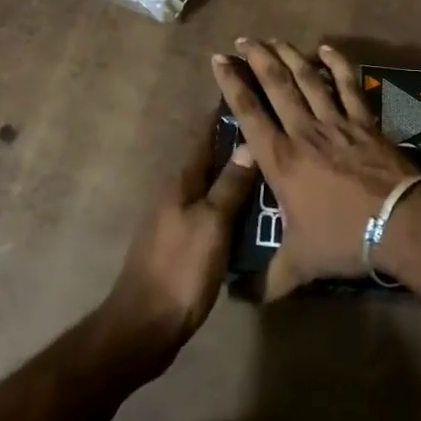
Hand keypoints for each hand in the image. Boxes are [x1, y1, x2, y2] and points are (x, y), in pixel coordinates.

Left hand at [99, 123, 256, 365]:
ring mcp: (179, 220)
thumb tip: (249, 144)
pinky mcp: (184, 246)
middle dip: (239, 148)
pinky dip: (234, 210)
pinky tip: (257, 218)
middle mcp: (178, 194)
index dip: (225, 117)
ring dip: (239, 181)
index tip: (249, 94)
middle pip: (212, 162)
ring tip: (276, 175)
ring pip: (215, 190)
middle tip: (277, 138)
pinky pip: (214, 216)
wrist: (144, 326)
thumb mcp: (212, 223)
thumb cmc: (180, 268)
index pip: (205, 137)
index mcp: (182, 181)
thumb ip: (230, 185)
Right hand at [211, 39, 420, 298]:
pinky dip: (337, 65)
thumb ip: (268, 279)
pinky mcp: (364, 122)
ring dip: (290, 56)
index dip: (232, 83)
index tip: (219, 60)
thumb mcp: (300, 264)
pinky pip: (349, 86)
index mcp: (280, 160)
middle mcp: (303, 132)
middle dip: (257, 58)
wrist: (399, 224)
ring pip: (308, 79)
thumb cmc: (343, 239)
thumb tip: (239, 300)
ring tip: (274, 39)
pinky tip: (328, 49)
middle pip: (276, 85)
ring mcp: (336, 123)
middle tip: (243, 40)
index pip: (249, 113)